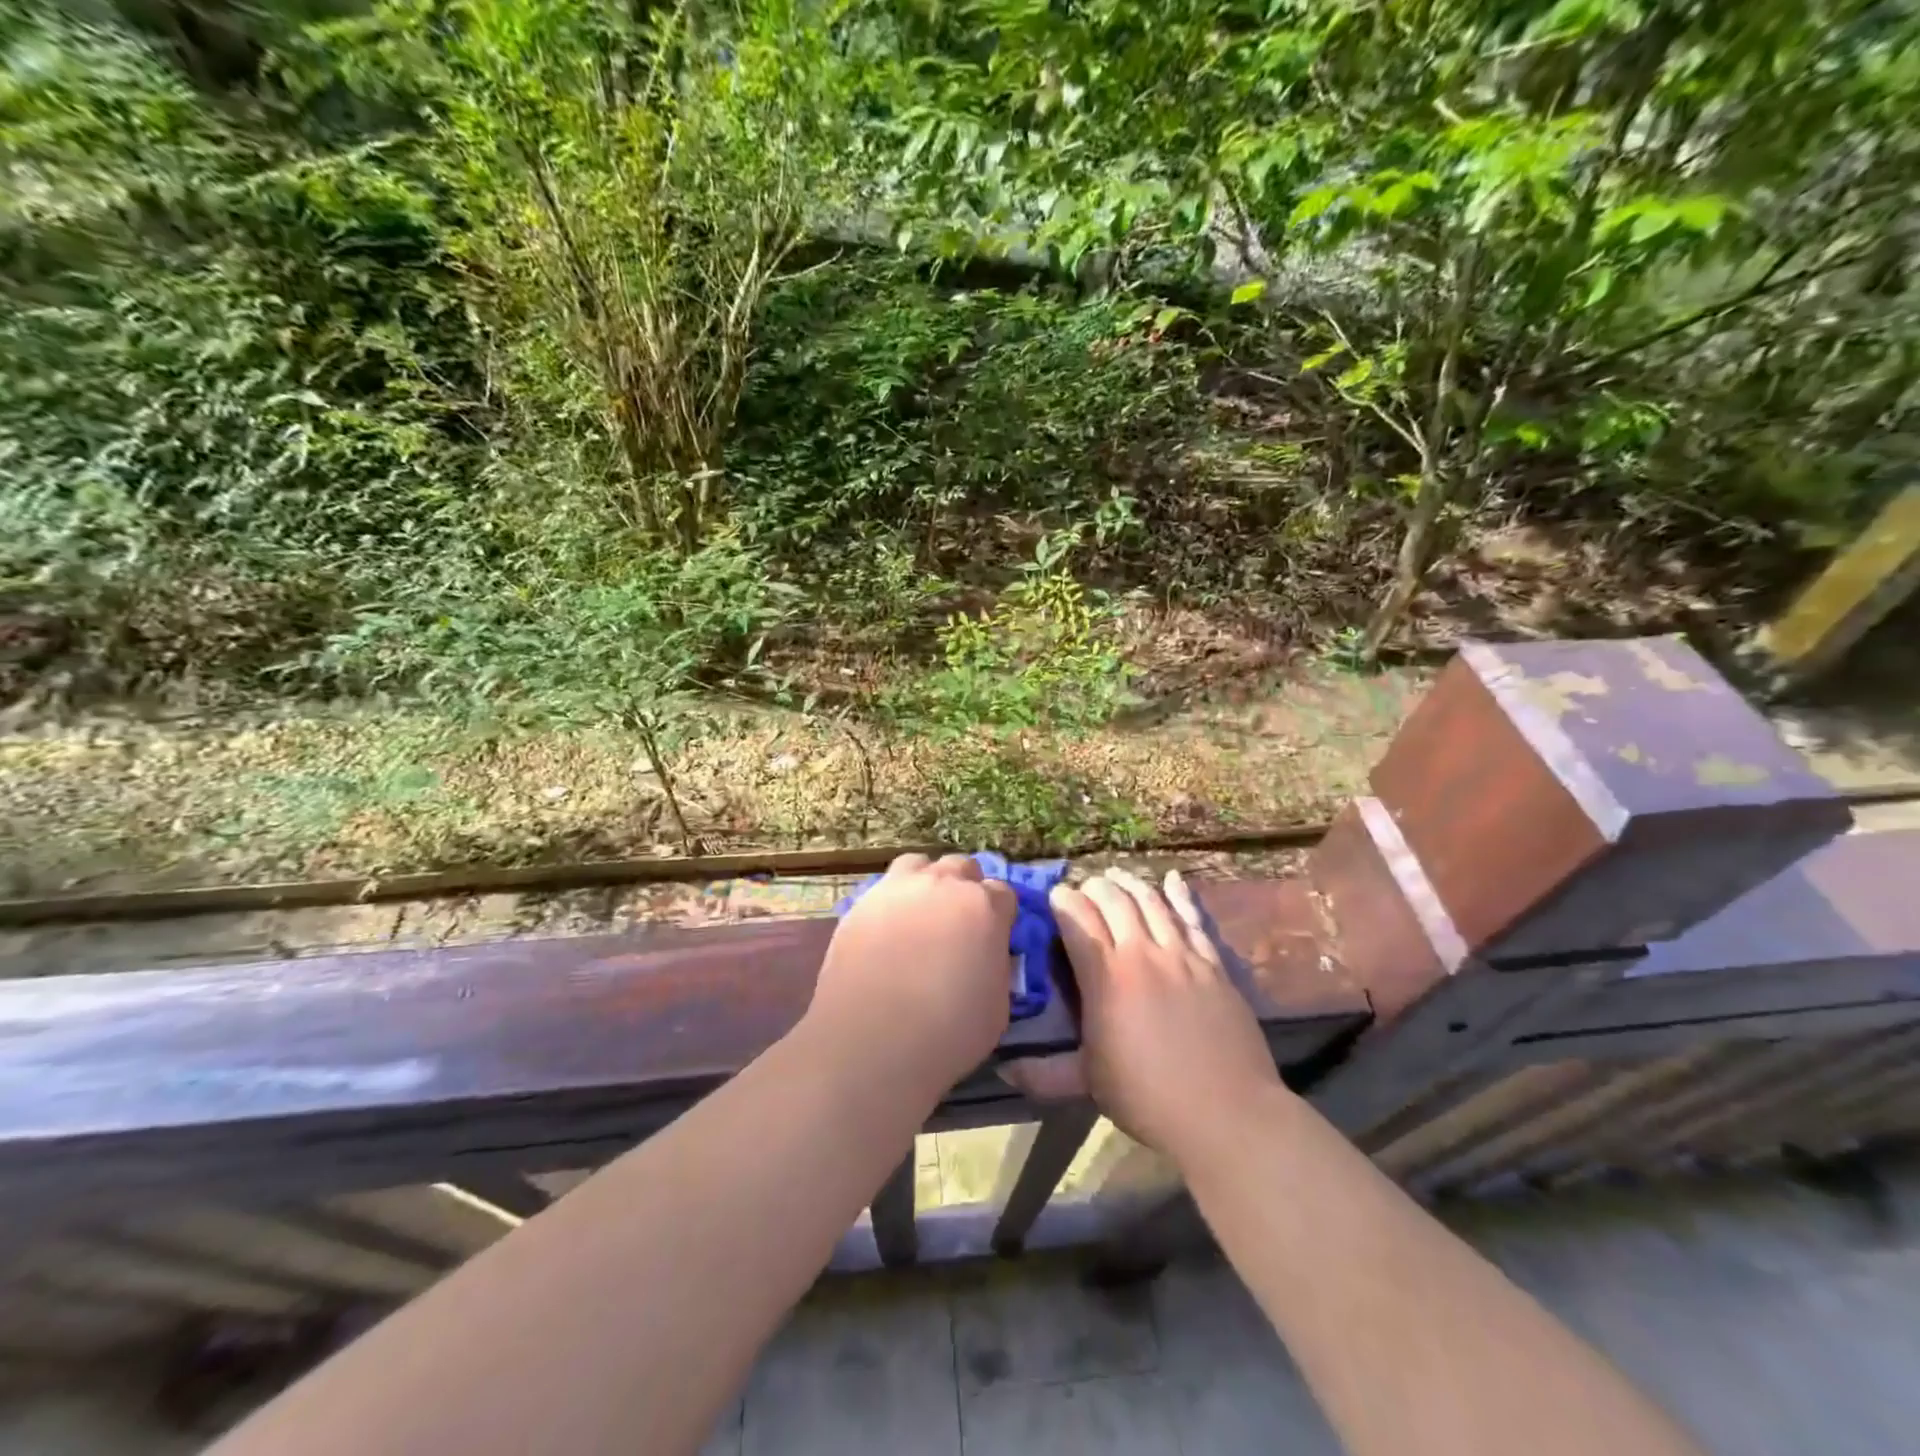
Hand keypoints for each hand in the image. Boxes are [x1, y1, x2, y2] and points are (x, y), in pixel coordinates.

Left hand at [803, 854, 1016, 1094]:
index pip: (1003, 893)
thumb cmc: (947, 1032)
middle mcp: (942, 885)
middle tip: (958, 924)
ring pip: (919, 866)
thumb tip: (986, 955)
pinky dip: (892, 903)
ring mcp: (898, 888)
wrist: (871, 1041)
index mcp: (984, 907)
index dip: (1000, 914)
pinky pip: (884, 890)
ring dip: (926, 883)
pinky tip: (887, 932)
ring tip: (921, 916)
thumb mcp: (997, 1006)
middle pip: (962, 868)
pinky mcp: (861, 903)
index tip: (994, 936)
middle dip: (965, 889)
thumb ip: (996, 966)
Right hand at [1038, 868, 1284, 1167]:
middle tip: (1083, 890)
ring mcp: (1182, 955)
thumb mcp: (1089, 1084)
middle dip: (1093, 887)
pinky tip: (1172, 879)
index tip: (1053, 898)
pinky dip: (1181, 895)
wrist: (1228, 1113)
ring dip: (1130, 883)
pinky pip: (1193, 918)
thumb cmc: (1150, 1098)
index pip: (1078, 919)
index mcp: (1106, 977)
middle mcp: (1142, 953)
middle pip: (1114, 900)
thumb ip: (1044, 1073)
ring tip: (1116, 875)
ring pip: (1151, 901)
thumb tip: (1003, 1069)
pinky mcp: (1213, 964)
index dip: (1063, 900)